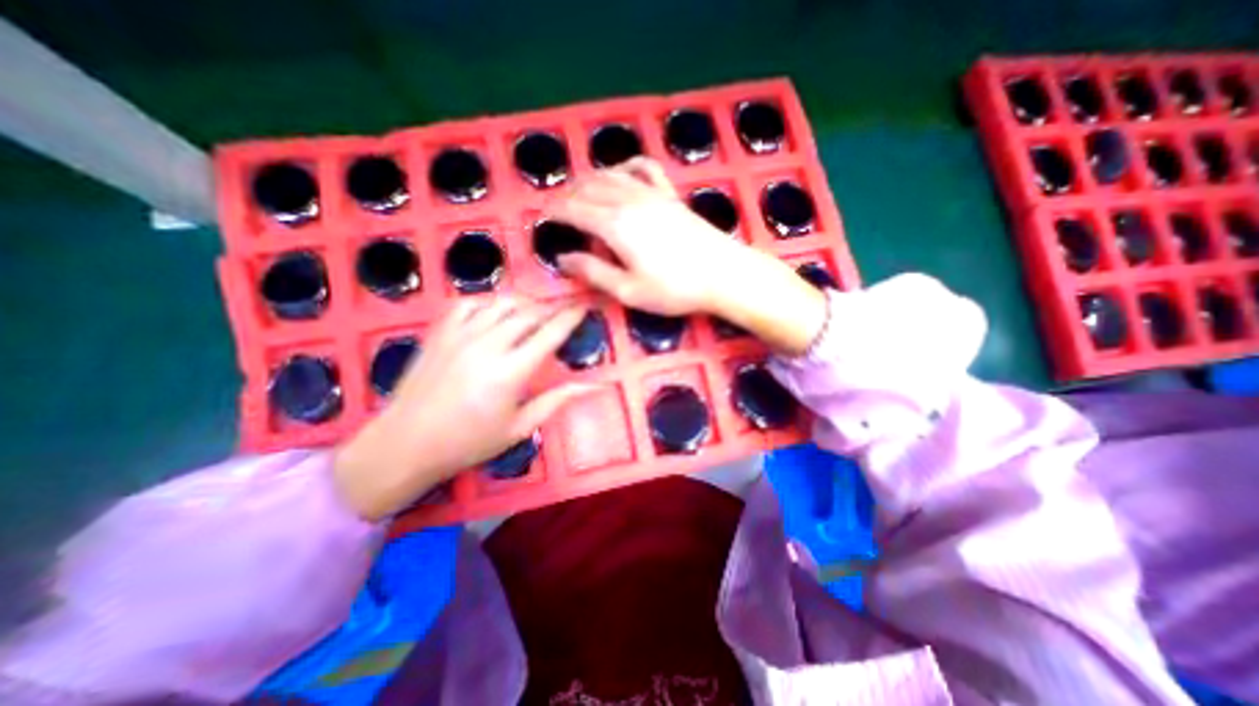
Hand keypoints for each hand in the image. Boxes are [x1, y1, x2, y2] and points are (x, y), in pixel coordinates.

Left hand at [331, 294, 591, 520]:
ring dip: (525, 303)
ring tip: (536, 311)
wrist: (406, 442)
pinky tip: (497, 312)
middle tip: (564, 310)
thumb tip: (592, 386)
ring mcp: (461, 334)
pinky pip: (470, 303)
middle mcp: (488, 345)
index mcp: (511, 372)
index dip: (571, 316)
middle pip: (529, 313)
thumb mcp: (519, 428)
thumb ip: (556, 401)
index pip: (550, 334)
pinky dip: (490, 302)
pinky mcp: (441, 332)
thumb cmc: (469, 441)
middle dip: (552, 308)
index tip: (584, 305)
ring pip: (502, 303)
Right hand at [546, 159, 832, 358]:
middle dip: (566, 194)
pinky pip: (645, 168)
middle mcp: (629, 200)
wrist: (723, 274)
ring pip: (611, 174)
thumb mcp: (628, 290)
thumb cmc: (675, 289)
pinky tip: (622, 172)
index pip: (574, 209)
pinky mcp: (670, 195)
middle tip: (555, 207)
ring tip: (578, 190)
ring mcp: (652, 193)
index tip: (541, 217)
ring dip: (589, 179)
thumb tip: (563, 259)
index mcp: (614, 224)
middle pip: (588, 188)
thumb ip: (593, 272)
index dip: (554, 211)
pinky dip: (627, 165)